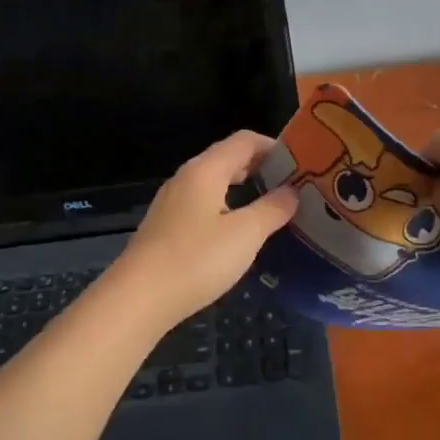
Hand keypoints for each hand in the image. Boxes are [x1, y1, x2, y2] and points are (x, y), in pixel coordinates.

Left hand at [110, 131, 299, 328]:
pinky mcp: (166, 226)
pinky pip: (204, 203)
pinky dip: (227, 206)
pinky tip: (239, 231)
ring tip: (272, 207)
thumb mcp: (245, 234)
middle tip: (293, 186)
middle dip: (262, 167)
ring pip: (215, 182)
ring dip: (245, 188)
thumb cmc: (196, 260)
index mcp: (206, 170)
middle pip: (229, 158)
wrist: (137, 299)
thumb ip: (273, 209)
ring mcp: (172, 202)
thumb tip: (293, 191)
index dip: (275, 146)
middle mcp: (187, 178)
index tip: (302, 164)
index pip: (245, 140)